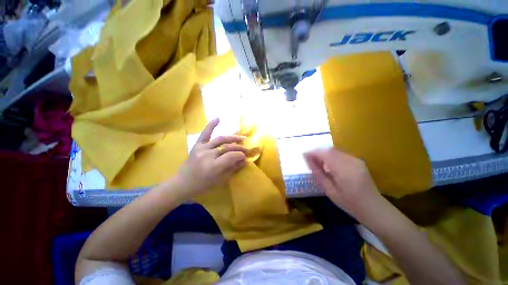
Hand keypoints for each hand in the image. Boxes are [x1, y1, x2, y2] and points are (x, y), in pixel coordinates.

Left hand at [175, 118, 246, 199]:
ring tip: (241, 138)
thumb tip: (244, 160)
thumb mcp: (220, 180)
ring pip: (220, 139)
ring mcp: (201, 148)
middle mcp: (207, 155)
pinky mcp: (197, 145)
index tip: (245, 156)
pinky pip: (205, 133)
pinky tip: (218, 118)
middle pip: (227, 147)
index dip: (240, 155)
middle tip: (246, 149)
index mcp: (213, 166)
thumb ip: (233, 169)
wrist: (183, 183)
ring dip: (232, 138)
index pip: (231, 156)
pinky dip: (211, 125)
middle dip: (239, 148)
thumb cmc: (203, 185)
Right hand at [304, 148, 379, 215]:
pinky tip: (329, 165)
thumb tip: (308, 160)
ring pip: (335, 151)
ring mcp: (356, 160)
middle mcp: (351, 161)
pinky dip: (331, 156)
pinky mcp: (358, 161)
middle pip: (330, 150)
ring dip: (324, 154)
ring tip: (317, 162)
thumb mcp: (329, 190)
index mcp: (344, 170)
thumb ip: (318, 173)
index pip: (325, 154)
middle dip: (317, 152)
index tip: (304, 155)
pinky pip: (341, 154)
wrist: (373, 207)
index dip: (313, 152)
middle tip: (309, 158)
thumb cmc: (349, 203)